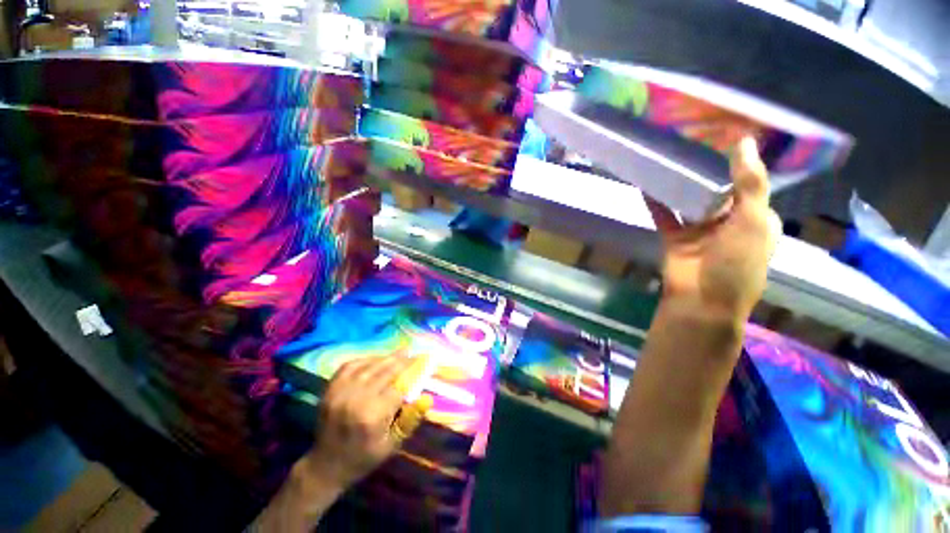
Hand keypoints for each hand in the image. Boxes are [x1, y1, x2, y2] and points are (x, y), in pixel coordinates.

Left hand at [252, 355, 430, 531]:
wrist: (325, 466)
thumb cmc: (364, 457)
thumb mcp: (392, 445)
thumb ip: (411, 420)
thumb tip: (428, 398)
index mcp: (374, 415)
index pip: (400, 384)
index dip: (414, 370)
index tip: (424, 360)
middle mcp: (357, 399)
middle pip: (386, 370)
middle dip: (403, 360)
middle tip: (414, 353)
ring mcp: (341, 392)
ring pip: (370, 365)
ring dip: (387, 357)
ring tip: (400, 352)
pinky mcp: (330, 389)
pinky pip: (351, 365)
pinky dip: (366, 359)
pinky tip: (376, 358)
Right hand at [646, 137, 780, 323]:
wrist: (701, 300)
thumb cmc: (736, 263)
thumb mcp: (753, 221)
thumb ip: (749, 183)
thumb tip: (746, 141)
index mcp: (755, 218)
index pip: (750, 183)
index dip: (740, 161)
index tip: (725, 136)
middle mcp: (728, 222)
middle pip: (717, 190)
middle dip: (707, 170)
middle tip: (692, 141)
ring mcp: (699, 230)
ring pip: (689, 201)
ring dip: (681, 185)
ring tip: (669, 160)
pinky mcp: (675, 238)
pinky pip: (665, 215)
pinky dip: (656, 202)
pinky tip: (647, 185)